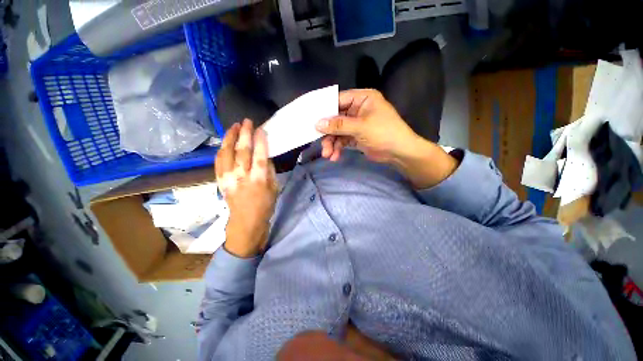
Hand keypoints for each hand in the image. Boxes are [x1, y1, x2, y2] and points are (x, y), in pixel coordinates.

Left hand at [216, 119, 277, 257]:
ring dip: (229, 137)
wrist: (246, 221)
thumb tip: (266, 155)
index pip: (260, 156)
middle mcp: (242, 177)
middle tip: (246, 121)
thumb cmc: (265, 205)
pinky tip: (225, 142)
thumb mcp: (274, 188)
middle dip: (244, 134)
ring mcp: (228, 178)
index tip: (260, 129)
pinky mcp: (220, 181)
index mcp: (259, 180)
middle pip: (242, 151)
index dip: (260, 141)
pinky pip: (218, 161)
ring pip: (226, 153)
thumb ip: (270, 170)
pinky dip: (222, 149)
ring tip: (233, 126)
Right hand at [316, 89, 419, 162]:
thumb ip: (338, 125)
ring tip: (328, 155)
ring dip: (332, 143)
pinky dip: (338, 148)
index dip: (324, 109)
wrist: (399, 153)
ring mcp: (356, 124)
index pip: (338, 100)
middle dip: (328, 133)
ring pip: (337, 131)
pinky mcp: (356, 136)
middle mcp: (357, 109)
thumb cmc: (384, 133)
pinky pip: (342, 140)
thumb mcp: (361, 127)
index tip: (311, 119)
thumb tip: (317, 124)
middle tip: (321, 144)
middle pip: (336, 118)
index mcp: (362, 98)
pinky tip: (335, 157)